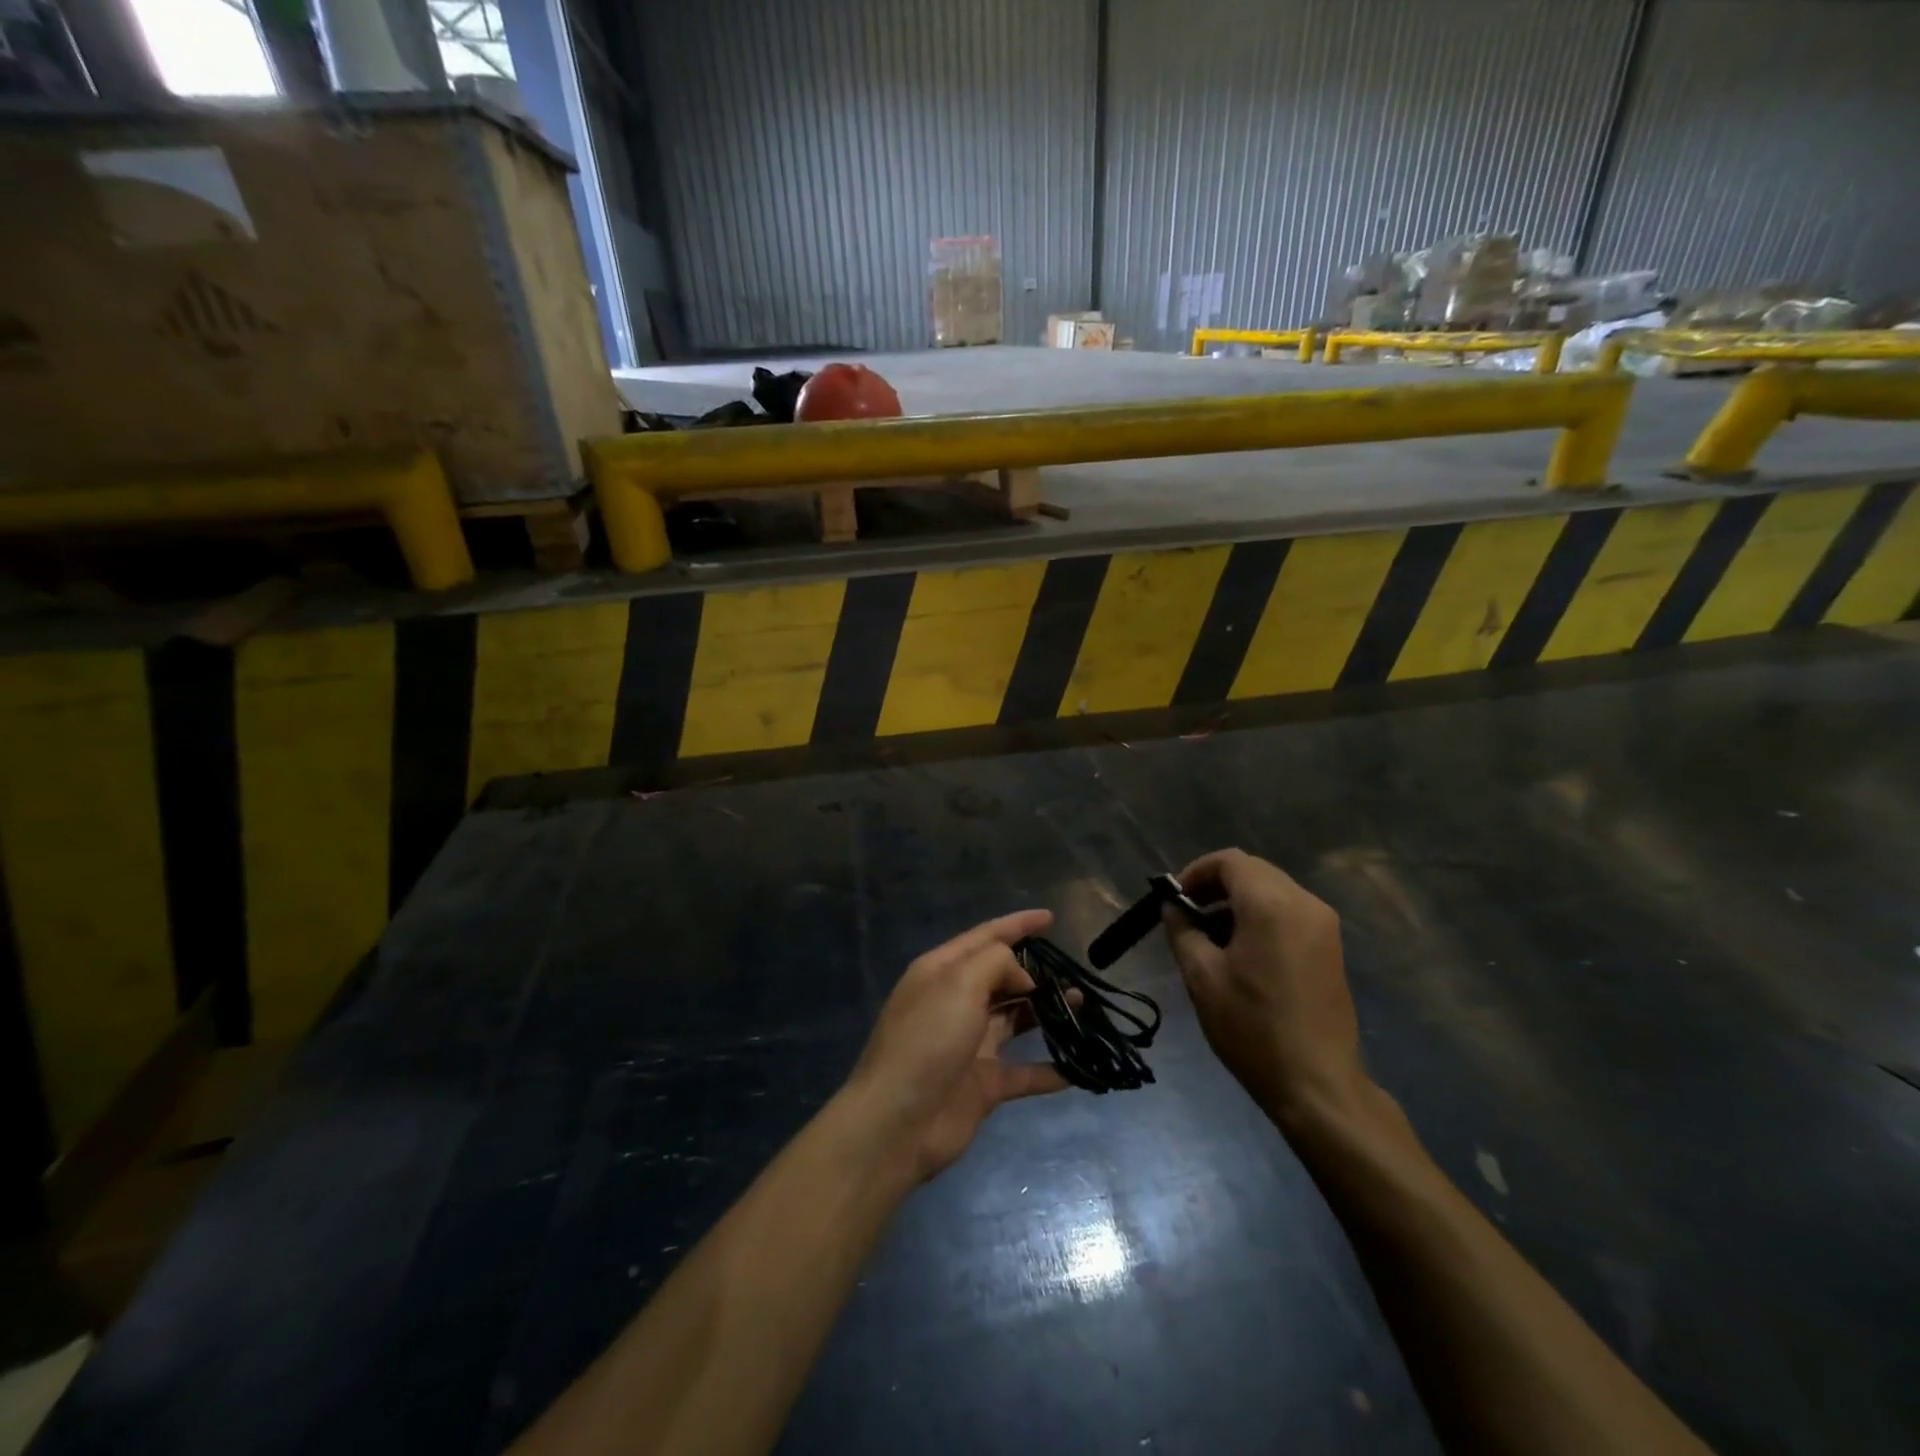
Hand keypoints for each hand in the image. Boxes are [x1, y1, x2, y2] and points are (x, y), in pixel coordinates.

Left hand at [845, 911, 1070, 1181]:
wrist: (897, 1123)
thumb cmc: (927, 1040)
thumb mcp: (959, 983)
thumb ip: (996, 963)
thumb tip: (1022, 977)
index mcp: (942, 971)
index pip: (985, 937)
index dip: (1017, 924)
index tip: (1051, 918)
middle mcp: (955, 1002)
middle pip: (1002, 977)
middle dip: (1036, 971)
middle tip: (1074, 970)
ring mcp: (970, 1044)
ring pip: (1016, 1020)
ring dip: (1047, 1012)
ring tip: (1083, 1005)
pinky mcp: (983, 1084)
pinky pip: (1024, 1071)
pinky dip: (1051, 1069)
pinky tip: (1079, 1066)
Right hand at [1162, 849, 1368, 1133]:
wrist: (1316, 1084)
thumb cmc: (1251, 1027)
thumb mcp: (1201, 976)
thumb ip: (1182, 929)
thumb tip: (1174, 907)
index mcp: (1271, 904)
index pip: (1229, 861)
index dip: (1197, 872)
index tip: (1175, 899)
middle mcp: (1304, 903)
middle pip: (1253, 871)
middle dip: (1216, 885)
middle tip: (1188, 916)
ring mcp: (1324, 925)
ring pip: (1272, 890)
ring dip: (1238, 901)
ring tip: (1211, 937)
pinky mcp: (1331, 946)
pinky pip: (1289, 911)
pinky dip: (1261, 916)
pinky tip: (1243, 952)